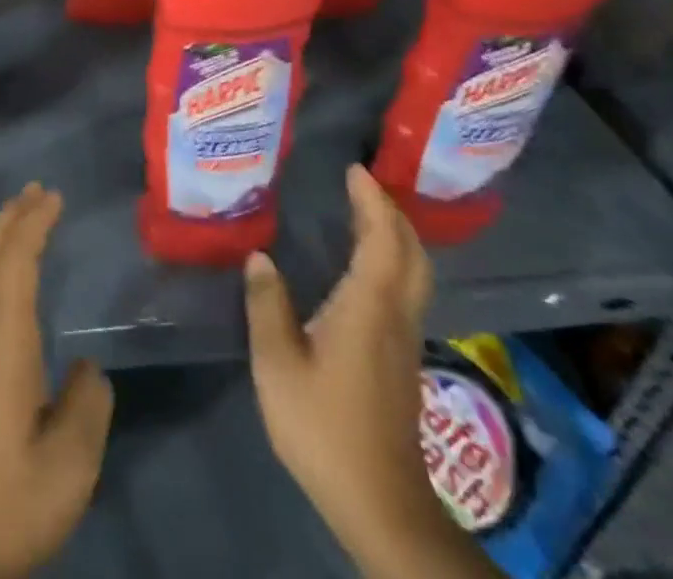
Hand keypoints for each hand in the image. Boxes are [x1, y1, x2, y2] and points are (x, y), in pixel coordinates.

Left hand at [0, 183, 113, 578]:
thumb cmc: (4, 499)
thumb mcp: (67, 466)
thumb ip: (87, 408)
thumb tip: (87, 371)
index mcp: (2, 339)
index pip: (17, 261)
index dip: (34, 224)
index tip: (54, 196)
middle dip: (14, 218)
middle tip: (37, 190)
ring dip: (1, 238)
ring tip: (22, 217)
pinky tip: (4, 278)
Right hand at [245, 165, 494, 578]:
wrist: (380, 503)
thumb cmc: (324, 426)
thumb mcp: (278, 363)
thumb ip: (267, 305)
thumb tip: (259, 257)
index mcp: (368, 307)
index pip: (381, 239)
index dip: (372, 201)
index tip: (355, 169)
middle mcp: (395, 315)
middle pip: (411, 253)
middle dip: (392, 213)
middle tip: (363, 185)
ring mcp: (404, 340)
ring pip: (413, 273)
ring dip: (396, 236)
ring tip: (365, 213)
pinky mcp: (401, 360)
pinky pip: (405, 291)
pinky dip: (392, 262)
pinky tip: (365, 266)